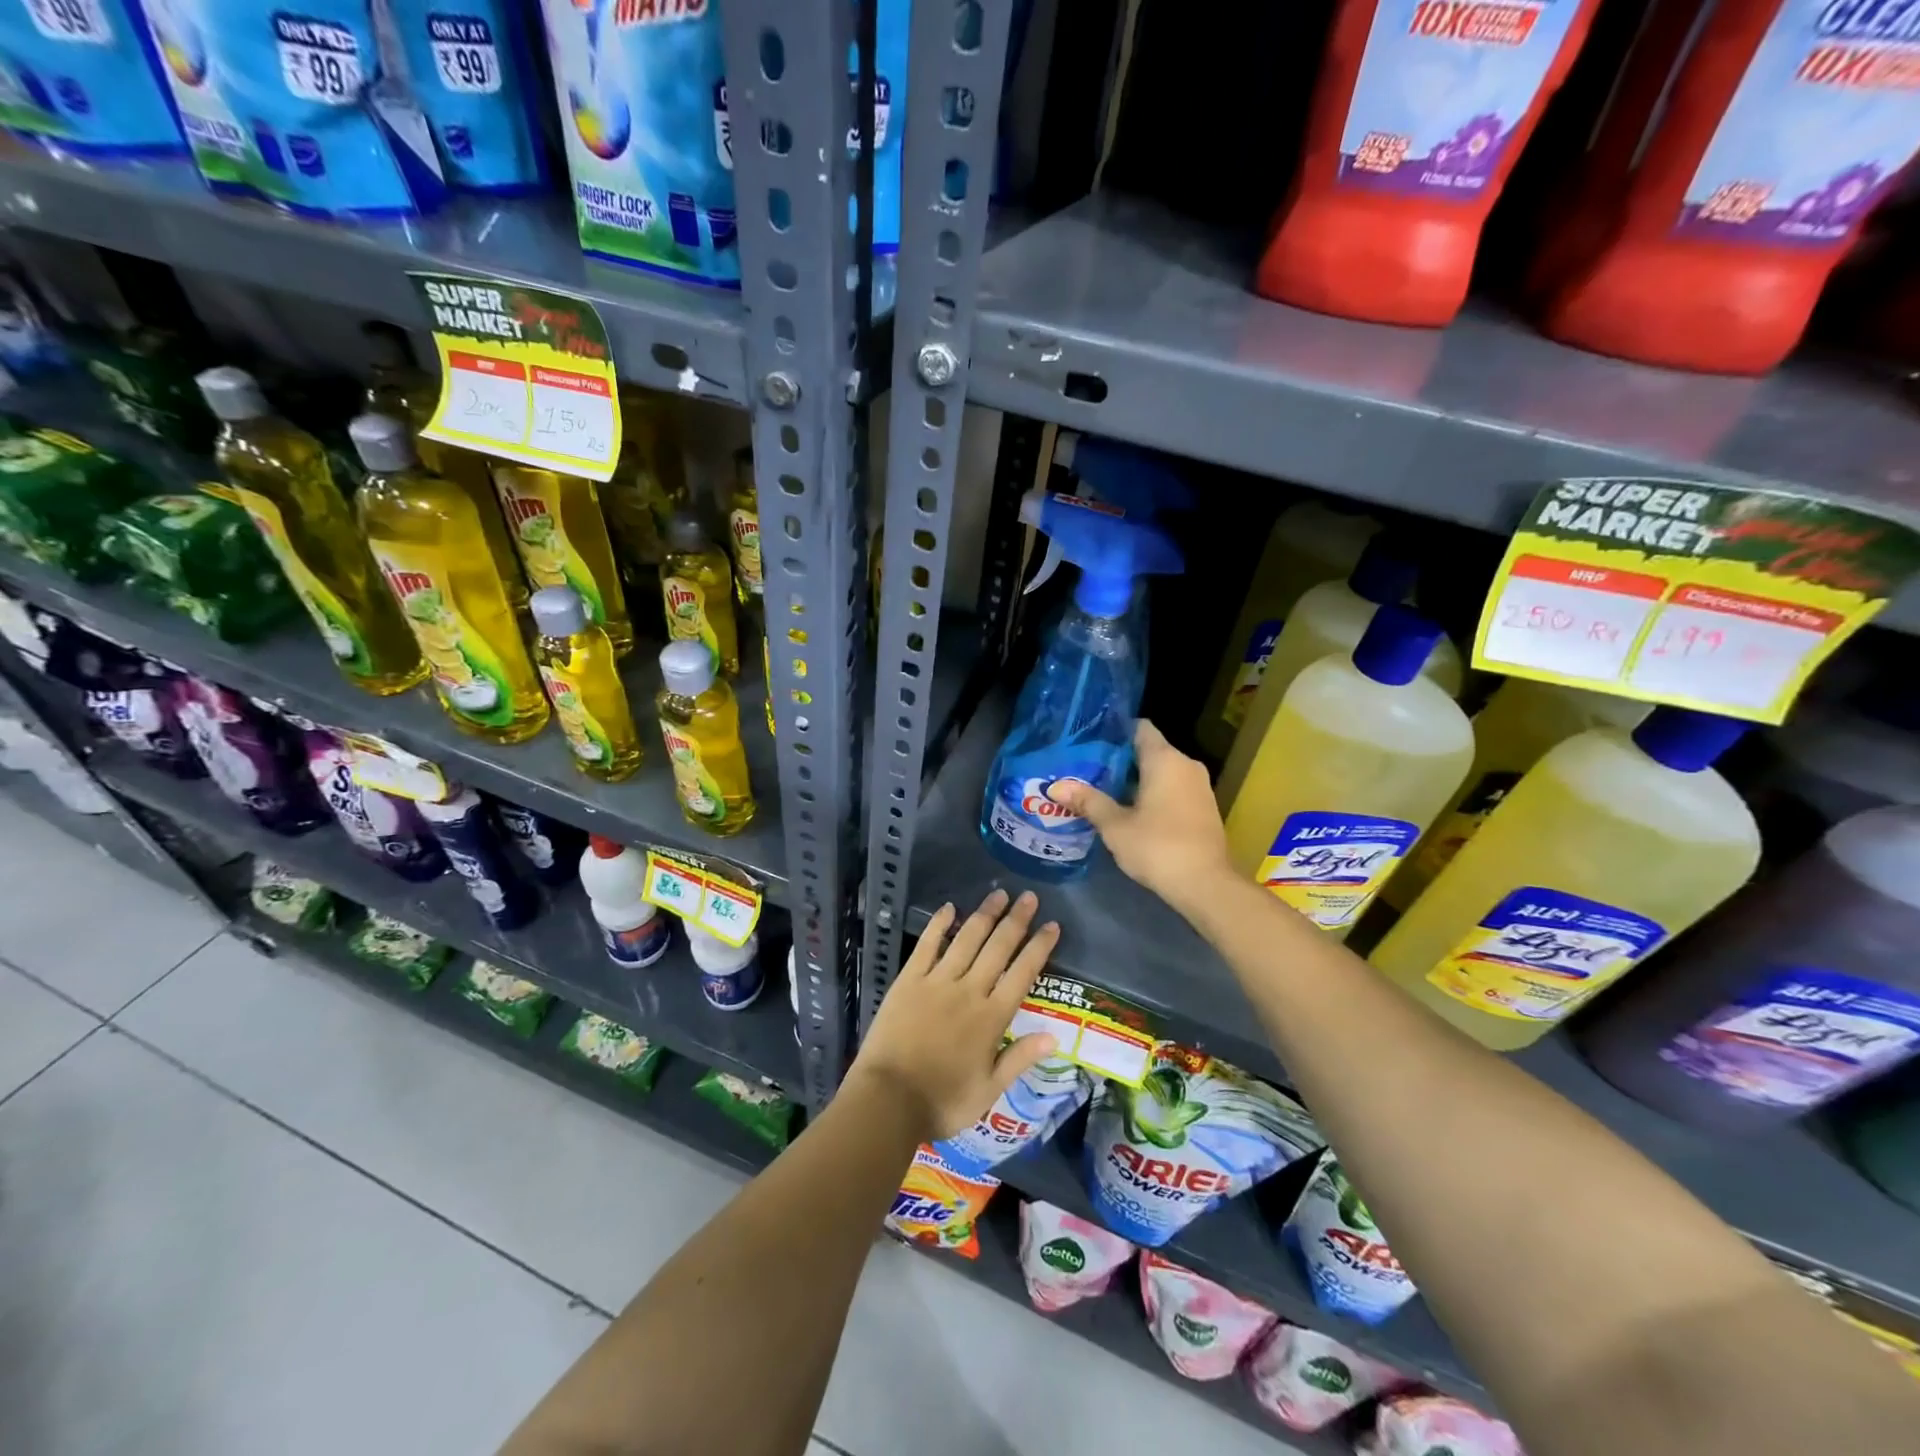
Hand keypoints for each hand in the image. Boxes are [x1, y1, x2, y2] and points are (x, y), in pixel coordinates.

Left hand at [849, 889, 1058, 1141]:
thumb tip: (1055, 1035)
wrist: (888, 1101)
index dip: (1039, 947)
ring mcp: (937, 982)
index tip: (1052, 925)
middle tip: (1029, 897)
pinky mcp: (909, 980)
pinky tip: (949, 908)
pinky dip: (939, 925)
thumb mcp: (989, 1091)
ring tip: (998, 894)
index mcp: (991, 1018)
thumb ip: (1019, 1059)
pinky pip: (927, 946)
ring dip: (984, 915)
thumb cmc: (942, 1102)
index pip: (1022, 974)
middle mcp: (969, 991)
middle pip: (998, 948)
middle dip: (1016, 920)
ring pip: (967, 940)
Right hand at [1049, 720, 1233, 920]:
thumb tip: (1056, 786)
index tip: (1090, 742)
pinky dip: (1152, 794)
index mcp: (1165, 759)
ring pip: (1162, 772)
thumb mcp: (1115, 825)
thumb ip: (1088, 801)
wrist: (1206, 885)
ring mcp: (1199, 787)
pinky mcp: (1204, 808)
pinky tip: (1129, 810)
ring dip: (1135, 779)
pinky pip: (1173, 789)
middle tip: (1086, 769)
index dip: (1114, 731)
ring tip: (1102, 790)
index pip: (1139, 727)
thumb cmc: (1158, 846)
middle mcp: (1186, 765)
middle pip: (1149, 750)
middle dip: (1119, 759)